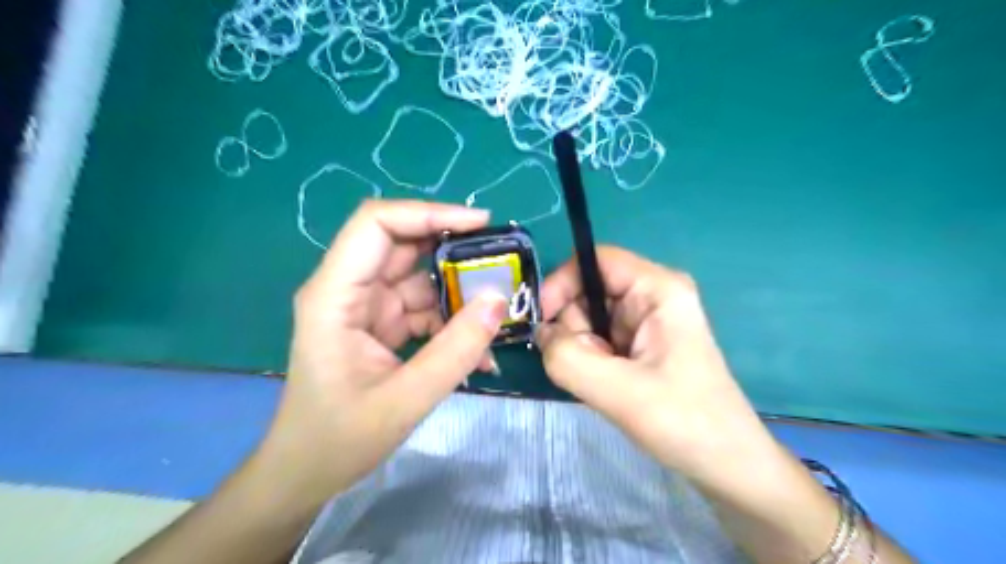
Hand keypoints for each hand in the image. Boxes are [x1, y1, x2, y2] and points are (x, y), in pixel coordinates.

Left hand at [256, 201, 507, 504]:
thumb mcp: (405, 399)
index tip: (480, 224)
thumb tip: (498, 301)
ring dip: (459, 292)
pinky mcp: (382, 325)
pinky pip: (423, 308)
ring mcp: (367, 307)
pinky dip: (452, 322)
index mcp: (335, 294)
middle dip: (455, 249)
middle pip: (404, 245)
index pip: (377, 224)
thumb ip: (455, 351)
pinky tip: (478, 351)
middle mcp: (349, 289)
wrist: (306, 473)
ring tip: (498, 311)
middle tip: (502, 262)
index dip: (428, 213)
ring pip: (420, 277)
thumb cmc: (338, 439)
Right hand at [538, 248, 770, 484]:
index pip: (595, 260)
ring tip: (604, 383)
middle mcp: (652, 296)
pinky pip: (598, 339)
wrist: (725, 464)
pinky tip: (608, 386)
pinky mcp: (641, 344)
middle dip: (574, 328)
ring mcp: (646, 321)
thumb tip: (542, 334)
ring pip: (589, 319)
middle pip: (589, 291)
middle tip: (586, 368)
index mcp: (657, 289)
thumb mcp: (619, 391)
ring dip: (582, 350)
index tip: (541, 322)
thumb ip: (568, 359)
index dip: (562, 282)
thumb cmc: (684, 421)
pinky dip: (590, 361)